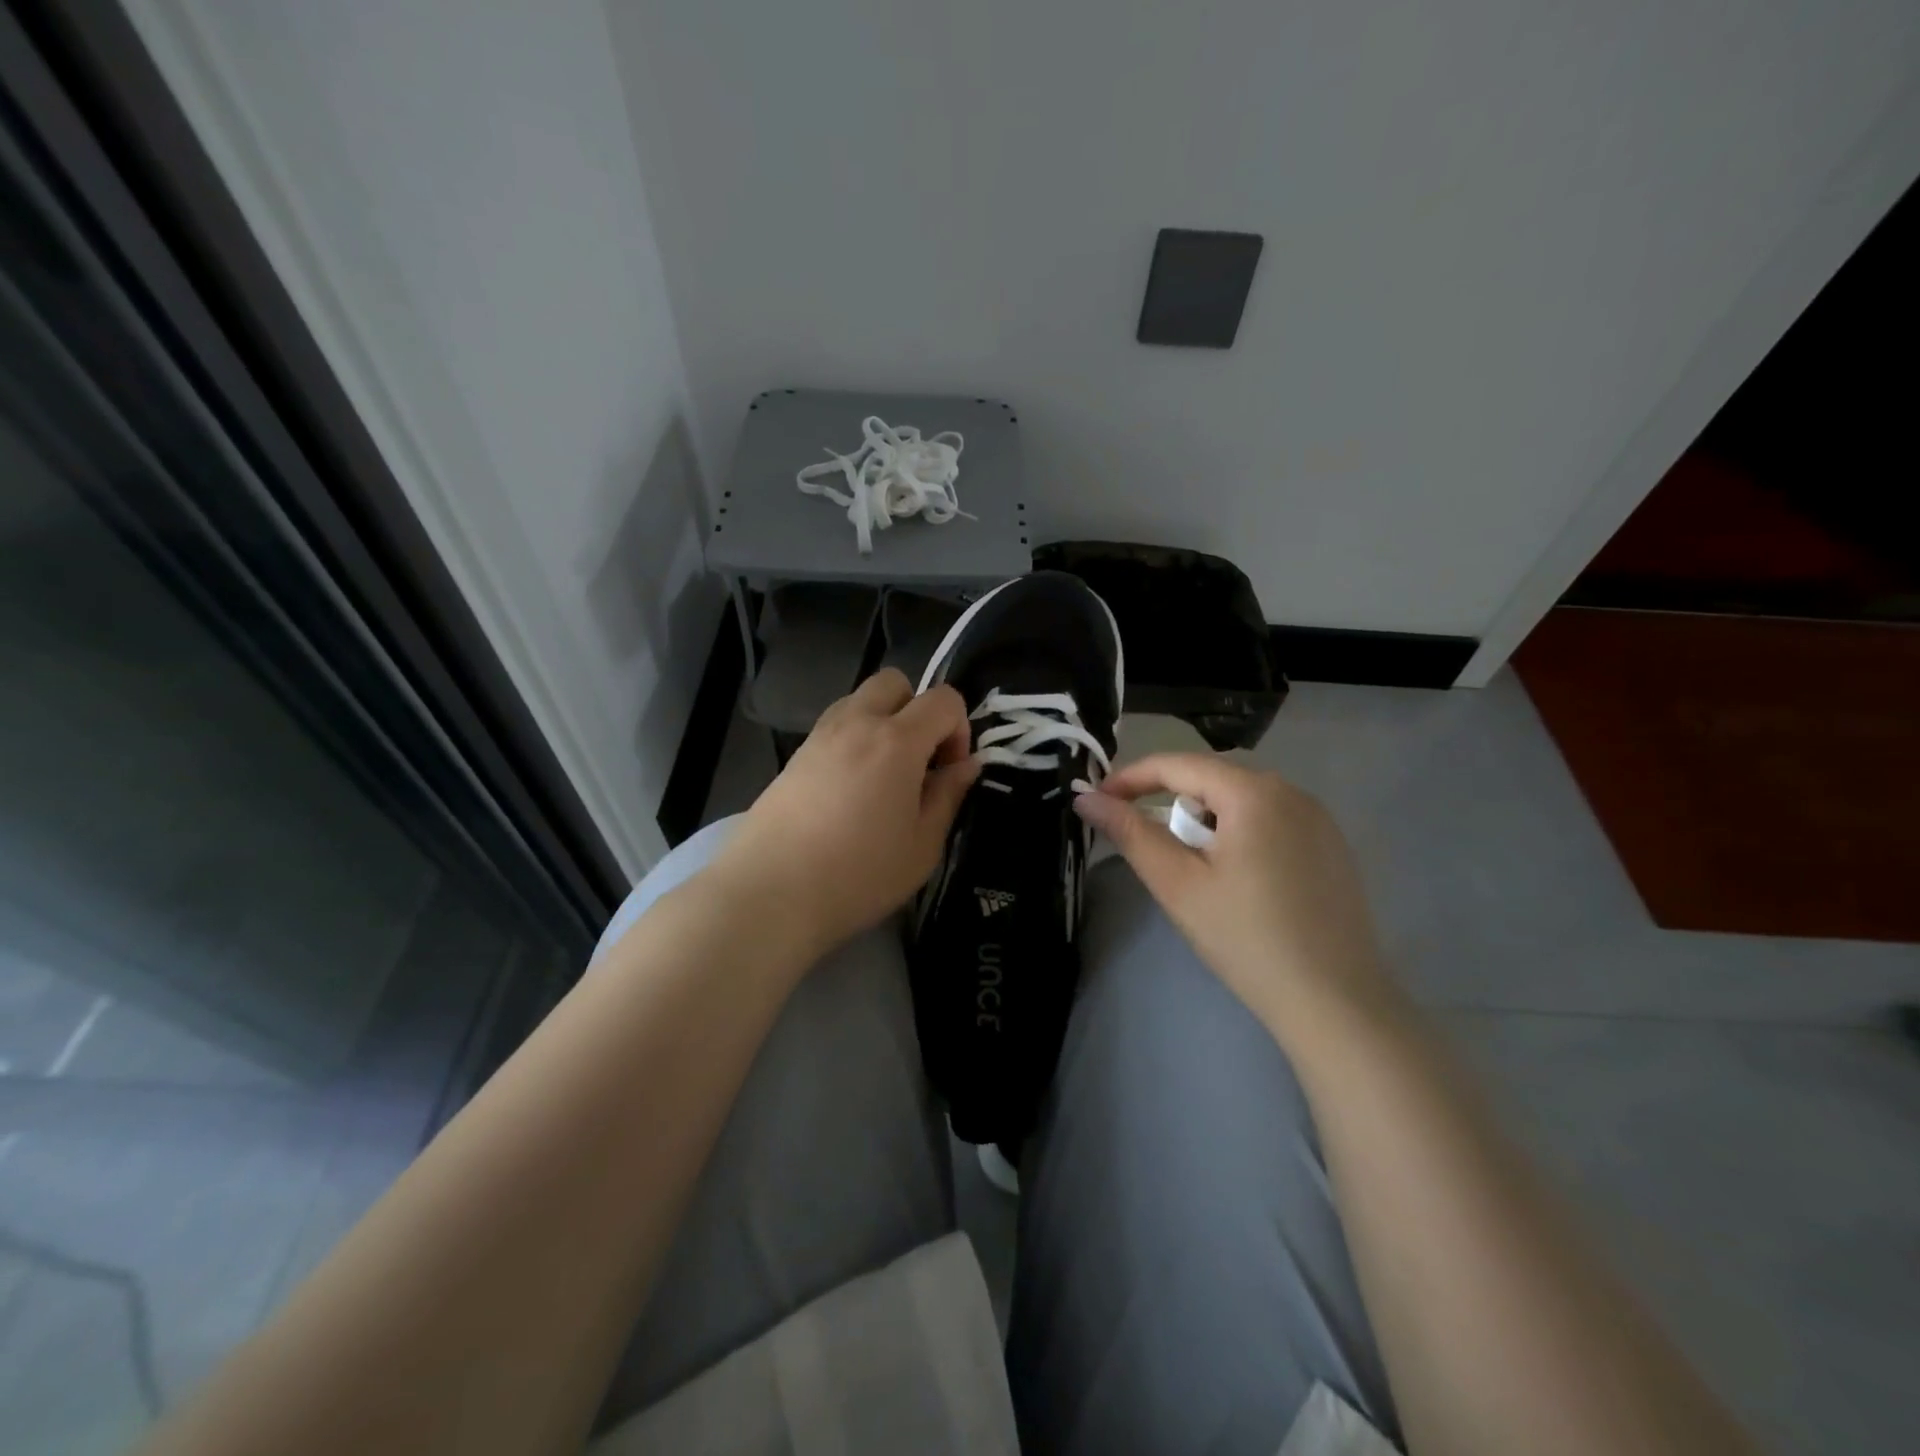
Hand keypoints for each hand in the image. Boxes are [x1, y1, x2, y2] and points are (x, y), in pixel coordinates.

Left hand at [711, 669, 979, 957]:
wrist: (770, 894)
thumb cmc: (859, 875)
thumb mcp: (923, 845)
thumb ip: (948, 795)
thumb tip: (967, 765)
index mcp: (897, 740)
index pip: (943, 699)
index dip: (959, 729)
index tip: (950, 772)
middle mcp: (856, 723)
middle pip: (895, 682)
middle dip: (917, 709)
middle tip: (919, 761)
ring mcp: (819, 736)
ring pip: (860, 699)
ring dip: (883, 721)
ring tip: (884, 777)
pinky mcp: (794, 756)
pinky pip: (835, 726)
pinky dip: (854, 740)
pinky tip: (851, 790)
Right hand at [1072, 754, 1389, 1040]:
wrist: (1336, 1003)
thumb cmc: (1247, 939)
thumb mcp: (1178, 884)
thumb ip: (1131, 833)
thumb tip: (1087, 799)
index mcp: (1254, 792)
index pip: (1177, 764)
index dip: (1131, 778)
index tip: (1098, 801)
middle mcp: (1291, 791)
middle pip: (1212, 779)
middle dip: (1170, 801)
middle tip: (1145, 842)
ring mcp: (1319, 819)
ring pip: (1242, 801)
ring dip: (1205, 820)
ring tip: (1191, 866)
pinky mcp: (1332, 847)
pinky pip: (1271, 821)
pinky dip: (1239, 834)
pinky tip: (1238, 879)